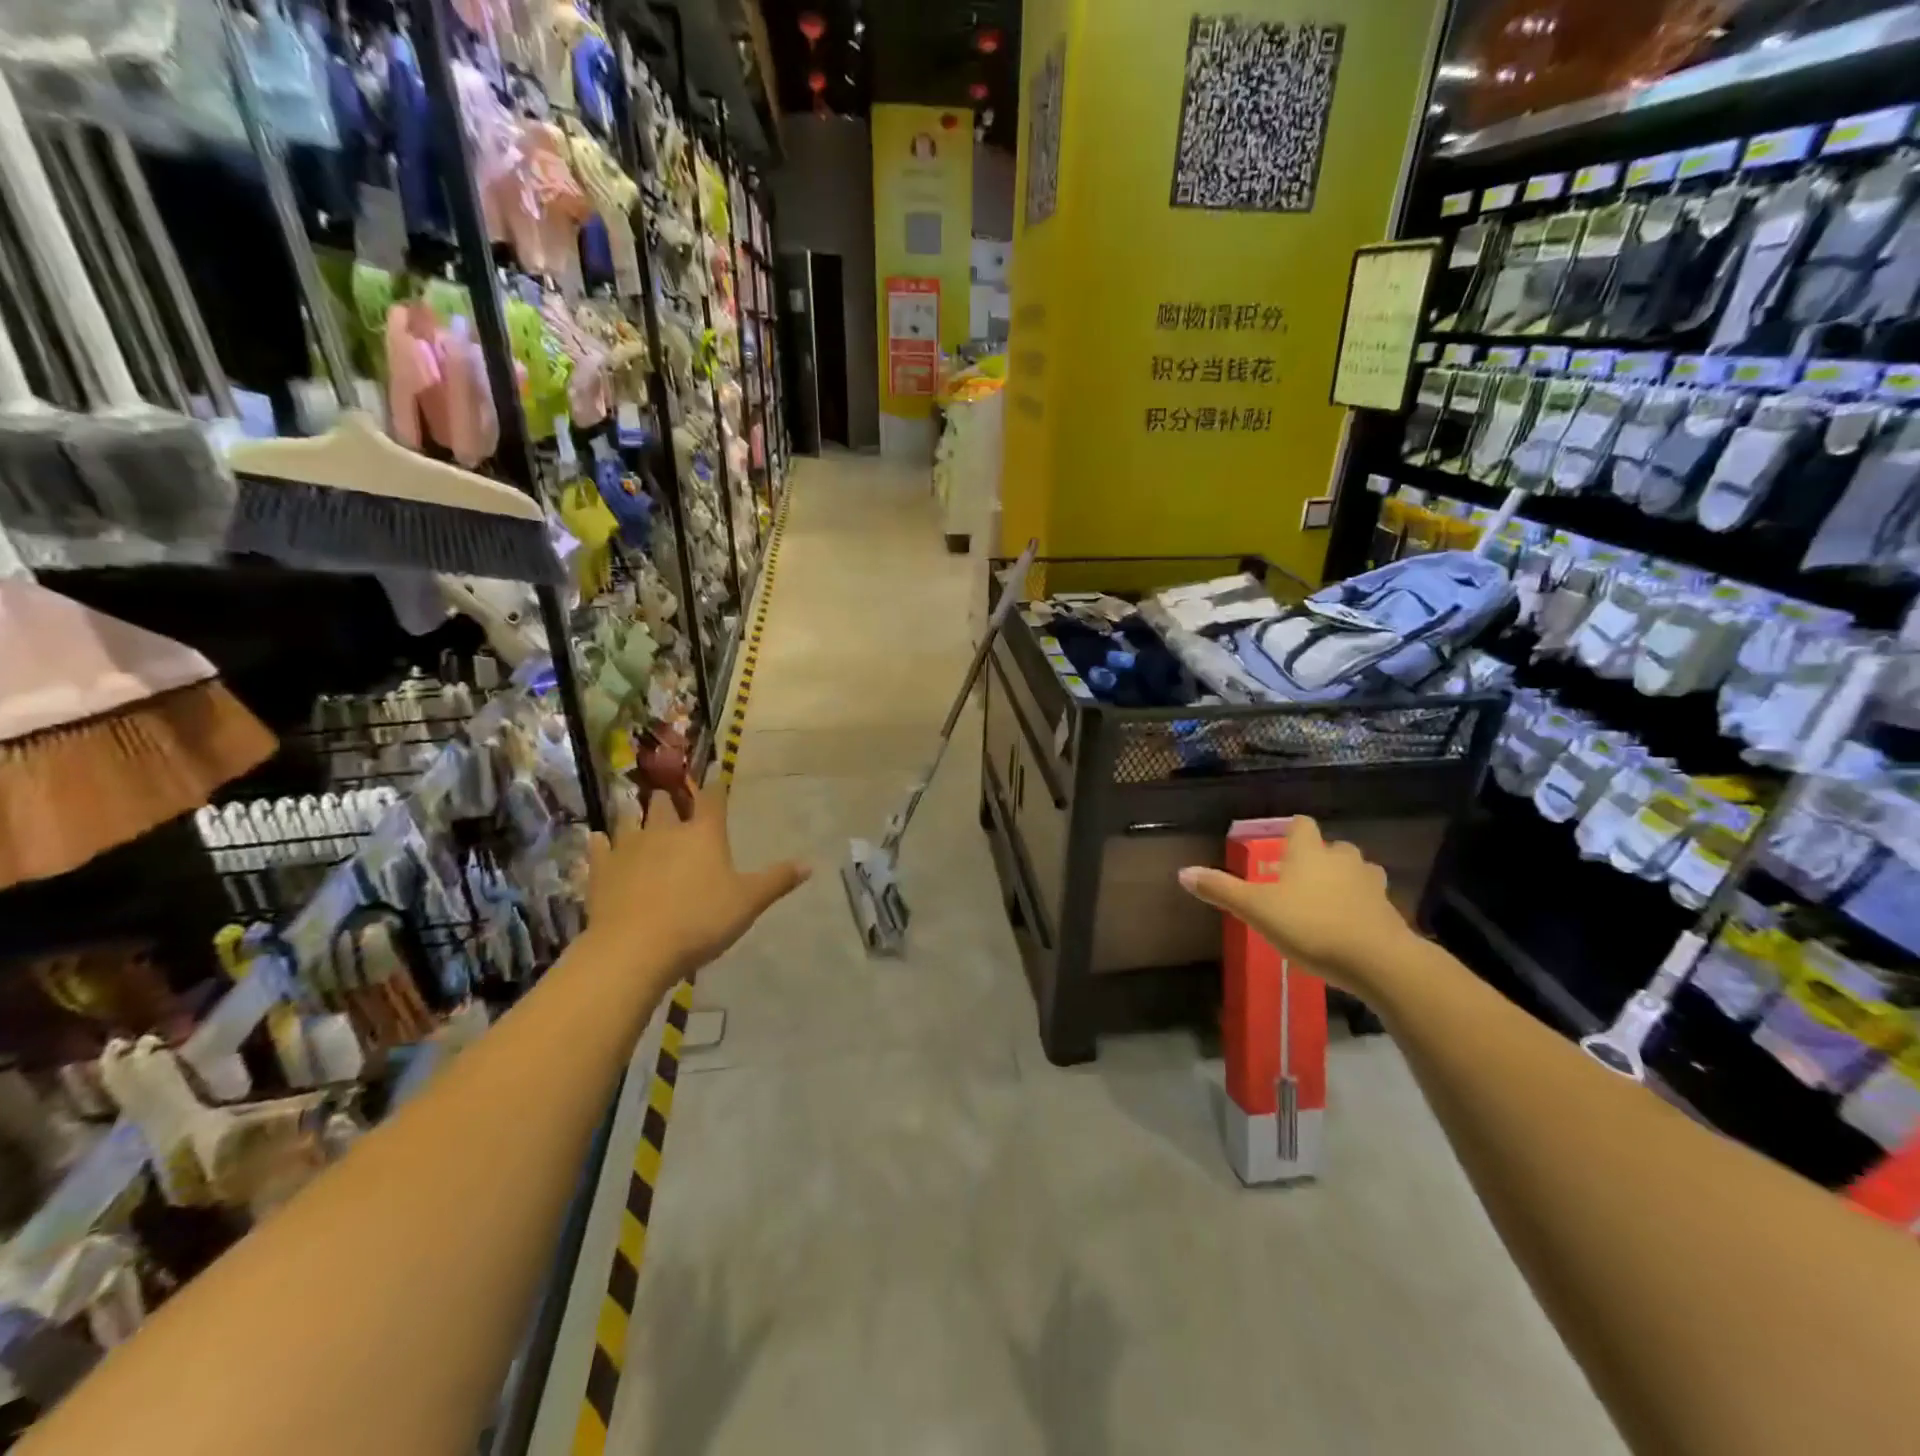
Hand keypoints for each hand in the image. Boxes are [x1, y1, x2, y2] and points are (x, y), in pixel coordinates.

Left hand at [584, 779, 809, 985]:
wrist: (636, 948)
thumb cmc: (701, 921)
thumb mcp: (749, 903)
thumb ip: (777, 880)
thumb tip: (810, 864)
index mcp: (704, 834)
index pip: (712, 799)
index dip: (715, 787)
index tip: (714, 778)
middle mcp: (666, 831)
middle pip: (665, 803)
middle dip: (670, 799)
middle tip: (672, 800)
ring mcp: (629, 848)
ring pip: (629, 819)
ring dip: (634, 816)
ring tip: (637, 816)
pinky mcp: (601, 870)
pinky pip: (599, 847)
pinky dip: (600, 843)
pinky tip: (598, 841)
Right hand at [1177, 817, 1413, 993]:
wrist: (1378, 961)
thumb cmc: (1310, 925)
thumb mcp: (1256, 910)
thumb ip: (1221, 890)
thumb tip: (1183, 872)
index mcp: (1309, 852)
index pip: (1302, 824)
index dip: (1291, 831)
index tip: (1280, 845)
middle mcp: (1343, 860)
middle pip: (1333, 847)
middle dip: (1319, 858)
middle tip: (1299, 880)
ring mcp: (1371, 885)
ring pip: (1357, 871)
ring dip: (1344, 880)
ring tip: (1325, 902)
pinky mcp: (1390, 912)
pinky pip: (1372, 901)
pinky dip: (1360, 908)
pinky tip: (1348, 928)